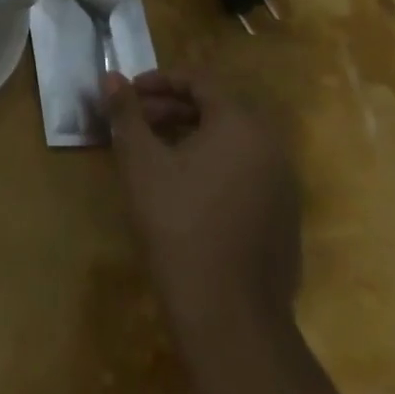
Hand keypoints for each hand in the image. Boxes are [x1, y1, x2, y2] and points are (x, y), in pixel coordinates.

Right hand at [103, 68, 302, 332]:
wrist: (229, 316)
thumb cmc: (179, 225)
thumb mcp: (141, 162)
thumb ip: (126, 113)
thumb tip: (110, 76)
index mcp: (241, 123)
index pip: (200, 81)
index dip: (159, 81)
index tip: (128, 94)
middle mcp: (271, 146)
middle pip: (218, 109)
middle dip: (172, 109)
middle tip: (136, 123)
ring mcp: (283, 185)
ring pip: (232, 142)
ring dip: (191, 136)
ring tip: (154, 154)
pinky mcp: (284, 219)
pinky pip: (245, 172)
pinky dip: (213, 166)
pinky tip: (184, 191)